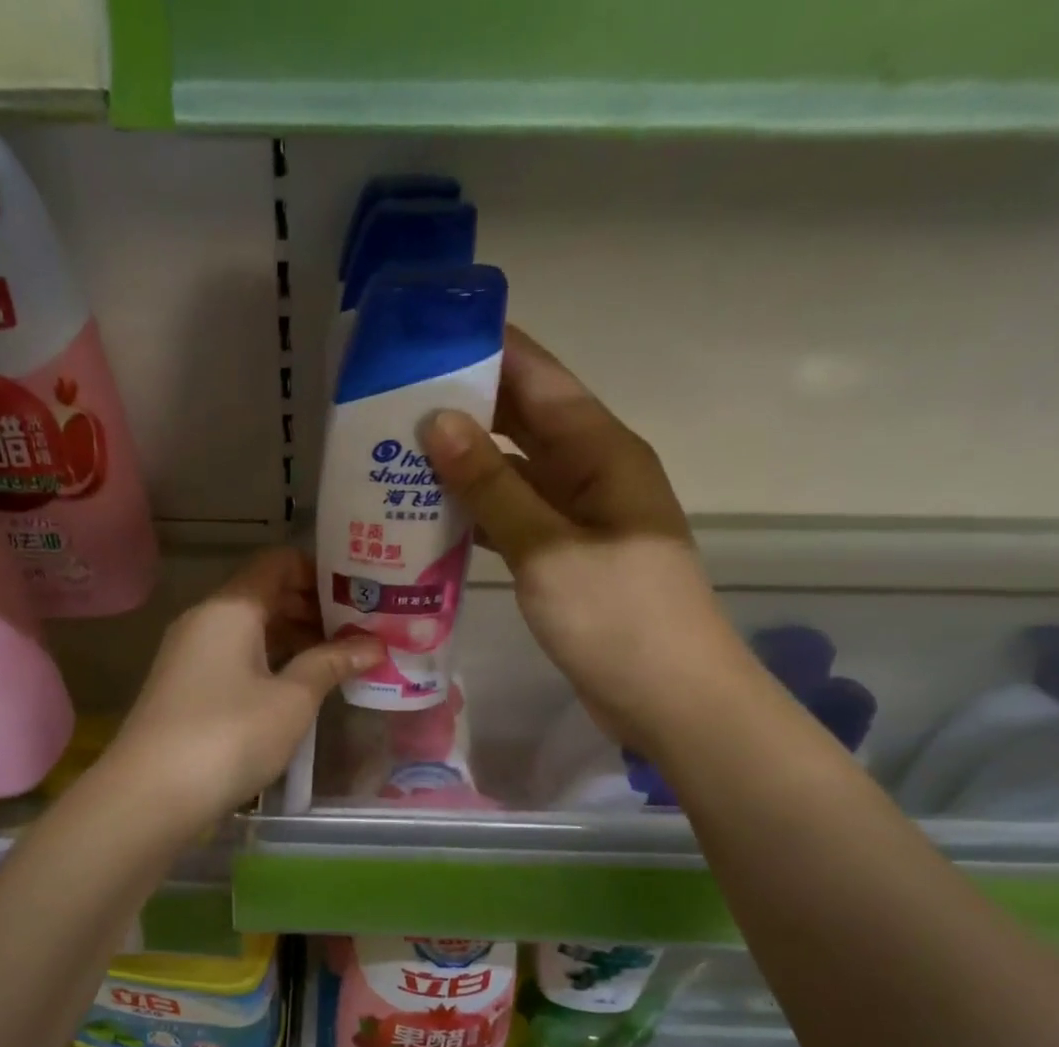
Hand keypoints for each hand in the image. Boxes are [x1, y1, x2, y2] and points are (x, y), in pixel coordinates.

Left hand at [109, 548, 385, 821]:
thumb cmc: (229, 736)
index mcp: (230, 608)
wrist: (151, 794)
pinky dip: (270, 663)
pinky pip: (236, 658)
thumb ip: (331, 664)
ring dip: (294, 640)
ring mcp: (191, 655)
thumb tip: (373, 644)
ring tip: (340, 661)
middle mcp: (205, 620)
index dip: (320, 571)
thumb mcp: (291, 700)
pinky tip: (300, 688)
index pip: (278, 563)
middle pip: (265, 595)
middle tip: (360, 631)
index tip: (360, 594)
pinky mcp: (186, 687)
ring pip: (251, 630)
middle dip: (313, 609)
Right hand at [421, 327, 752, 753]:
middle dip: (463, 407)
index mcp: (602, 452)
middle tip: (389, 400)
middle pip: (522, 422)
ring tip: (394, 454)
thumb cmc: (618, 617)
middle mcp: (592, 474)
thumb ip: (493, 487)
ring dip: (462, 466)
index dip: (487, 350)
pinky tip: (428, 517)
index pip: (539, 379)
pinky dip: (476, 515)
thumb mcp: (549, 549)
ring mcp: (578, 520)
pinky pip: (514, 520)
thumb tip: (438, 422)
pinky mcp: (564, 561)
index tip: (425, 334)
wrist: (669, 700)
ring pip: (513, 475)